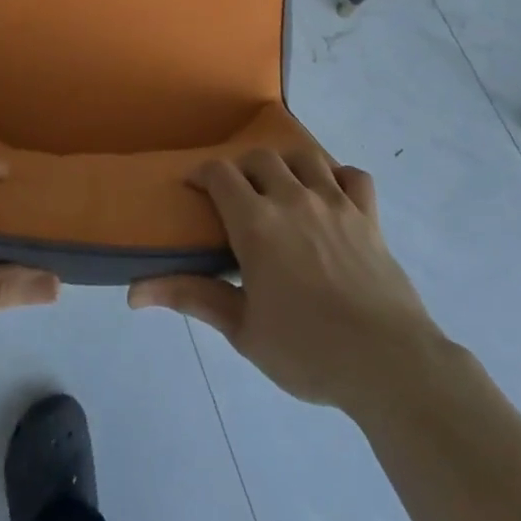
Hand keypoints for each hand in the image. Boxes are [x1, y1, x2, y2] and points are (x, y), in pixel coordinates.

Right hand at [129, 148, 445, 413]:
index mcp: (257, 223)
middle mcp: (293, 199)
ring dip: (286, 164)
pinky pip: (354, 176)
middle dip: (242, 168)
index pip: (221, 174)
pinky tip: (331, 195)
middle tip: (237, 195)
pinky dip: (339, 176)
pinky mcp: (368, 215)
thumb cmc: (306, 350)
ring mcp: (335, 202)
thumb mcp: (242, 329)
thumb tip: (134, 292)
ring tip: (281, 186)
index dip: (202, 173)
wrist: (386, 362)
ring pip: (305, 157)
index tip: (194, 186)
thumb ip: (192, 298)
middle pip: (260, 159)